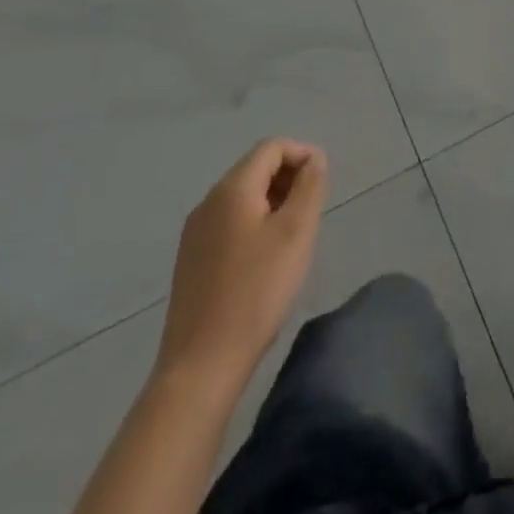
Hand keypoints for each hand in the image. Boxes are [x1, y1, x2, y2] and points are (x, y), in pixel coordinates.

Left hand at [155, 139, 327, 398]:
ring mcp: (195, 233)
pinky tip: (266, 259)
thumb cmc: (256, 291)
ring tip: (293, 236)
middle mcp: (208, 202)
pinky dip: (254, 224)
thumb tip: (313, 159)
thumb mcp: (296, 232)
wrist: (201, 365)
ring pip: (242, 197)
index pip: (272, 147)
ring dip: (273, 202)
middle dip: (289, 178)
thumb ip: (309, 186)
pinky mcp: (191, 260)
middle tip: (312, 211)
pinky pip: (229, 223)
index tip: (323, 183)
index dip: (302, 154)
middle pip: (255, 169)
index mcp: (231, 189)